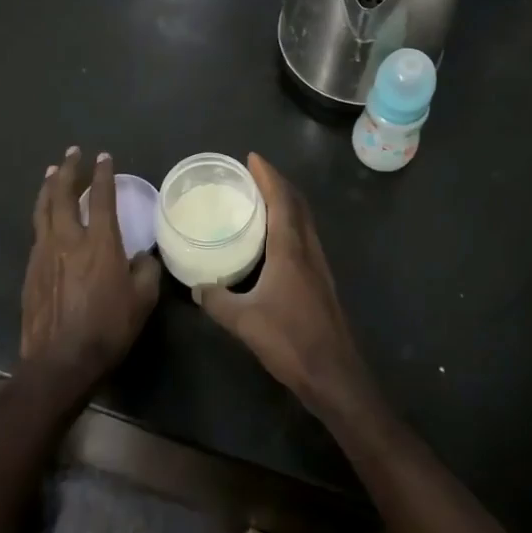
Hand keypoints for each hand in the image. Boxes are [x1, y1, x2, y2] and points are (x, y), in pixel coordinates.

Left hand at [21, 147, 160, 390]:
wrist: (60, 361)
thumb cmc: (108, 329)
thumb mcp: (143, 300)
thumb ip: (146, 271)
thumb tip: (143, 257)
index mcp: (100, 243)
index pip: (101, 197)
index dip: (103, 174)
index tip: (104, 157)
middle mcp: (68, 239)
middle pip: (63, 194)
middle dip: (68, 170)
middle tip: (73, 153)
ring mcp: (44, 253)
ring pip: (43, 209)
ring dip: (49, 187)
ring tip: (52, 172)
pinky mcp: (31, 270)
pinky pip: (37, 232)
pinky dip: (43, 214)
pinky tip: (46, 216)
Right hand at [194, 153, 376, 420]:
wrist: (334, 374)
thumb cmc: (290, 341)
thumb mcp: (243, 321)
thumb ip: (216, 300)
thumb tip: (197, 287)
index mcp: (291, 250)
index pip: (281, 200)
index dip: (268, 176)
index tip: (252, 158)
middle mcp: (308, 250)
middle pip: (297, 204)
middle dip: (278, 184)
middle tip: (254, 175)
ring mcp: (319, 266)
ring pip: (304, 221)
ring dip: (287, 203)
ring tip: (262, 200)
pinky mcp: (322, 282)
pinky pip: (305, 239)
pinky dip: (290, 225)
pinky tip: (275, 242)